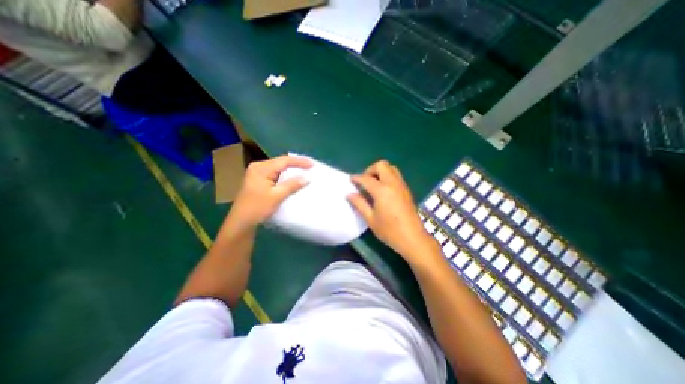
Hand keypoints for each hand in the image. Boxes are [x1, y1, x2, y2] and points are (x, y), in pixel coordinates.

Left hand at [227, 155, 312, 230]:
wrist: (241, 223)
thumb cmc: (257, 208)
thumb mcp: (276, 196)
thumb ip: (292, 185)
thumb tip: (307, 178)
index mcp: (261, 168)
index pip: (284, 161)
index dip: (300, 162)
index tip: (313, 165)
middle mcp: (259, 167)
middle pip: (281, 163)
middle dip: (296, 165)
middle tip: (310, 168)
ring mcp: (258, 174)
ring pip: (279, 168)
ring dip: (291, 171)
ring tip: (305, 172)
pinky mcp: (259, 180)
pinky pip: (276, 174)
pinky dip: (286, 176)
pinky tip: (293, 179)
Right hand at [348, 160, 437, 262]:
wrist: (412, 238)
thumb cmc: (389, 230)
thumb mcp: (370, 219)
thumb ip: (359, 204)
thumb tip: (349, 194)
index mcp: (382, 191)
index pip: (366, 178)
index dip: (356, 178)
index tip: (350, 180)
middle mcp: (392, 184)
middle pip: (381, 165)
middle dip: (370, 170)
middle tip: (364, 182)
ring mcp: (401, 186)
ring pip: (390, 168)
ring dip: (380, 172)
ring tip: (373, 185)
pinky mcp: (406, 190)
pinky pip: (396, 176)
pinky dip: (387, 176)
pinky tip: (383, 190)